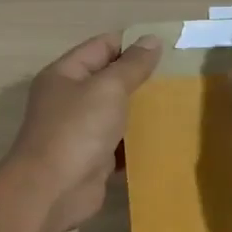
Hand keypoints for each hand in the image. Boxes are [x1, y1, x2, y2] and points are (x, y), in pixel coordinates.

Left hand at [6, 32, 161, 231]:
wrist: (52, 192)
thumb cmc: (77, 130)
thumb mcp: (108, 88)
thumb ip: (132, 65)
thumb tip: (152, 39)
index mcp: (65, 74)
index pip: (102, 46)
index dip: (133, 43)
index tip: (169, 48)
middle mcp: (69, 99)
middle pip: (110, 80)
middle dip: (142, 78)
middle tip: (179, 77)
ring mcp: (80, 131)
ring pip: (117, 113)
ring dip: (143, 112)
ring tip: (179, 104)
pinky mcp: (92, 159)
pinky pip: (120, 144)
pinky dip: (138, 142)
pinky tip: (166, 139)